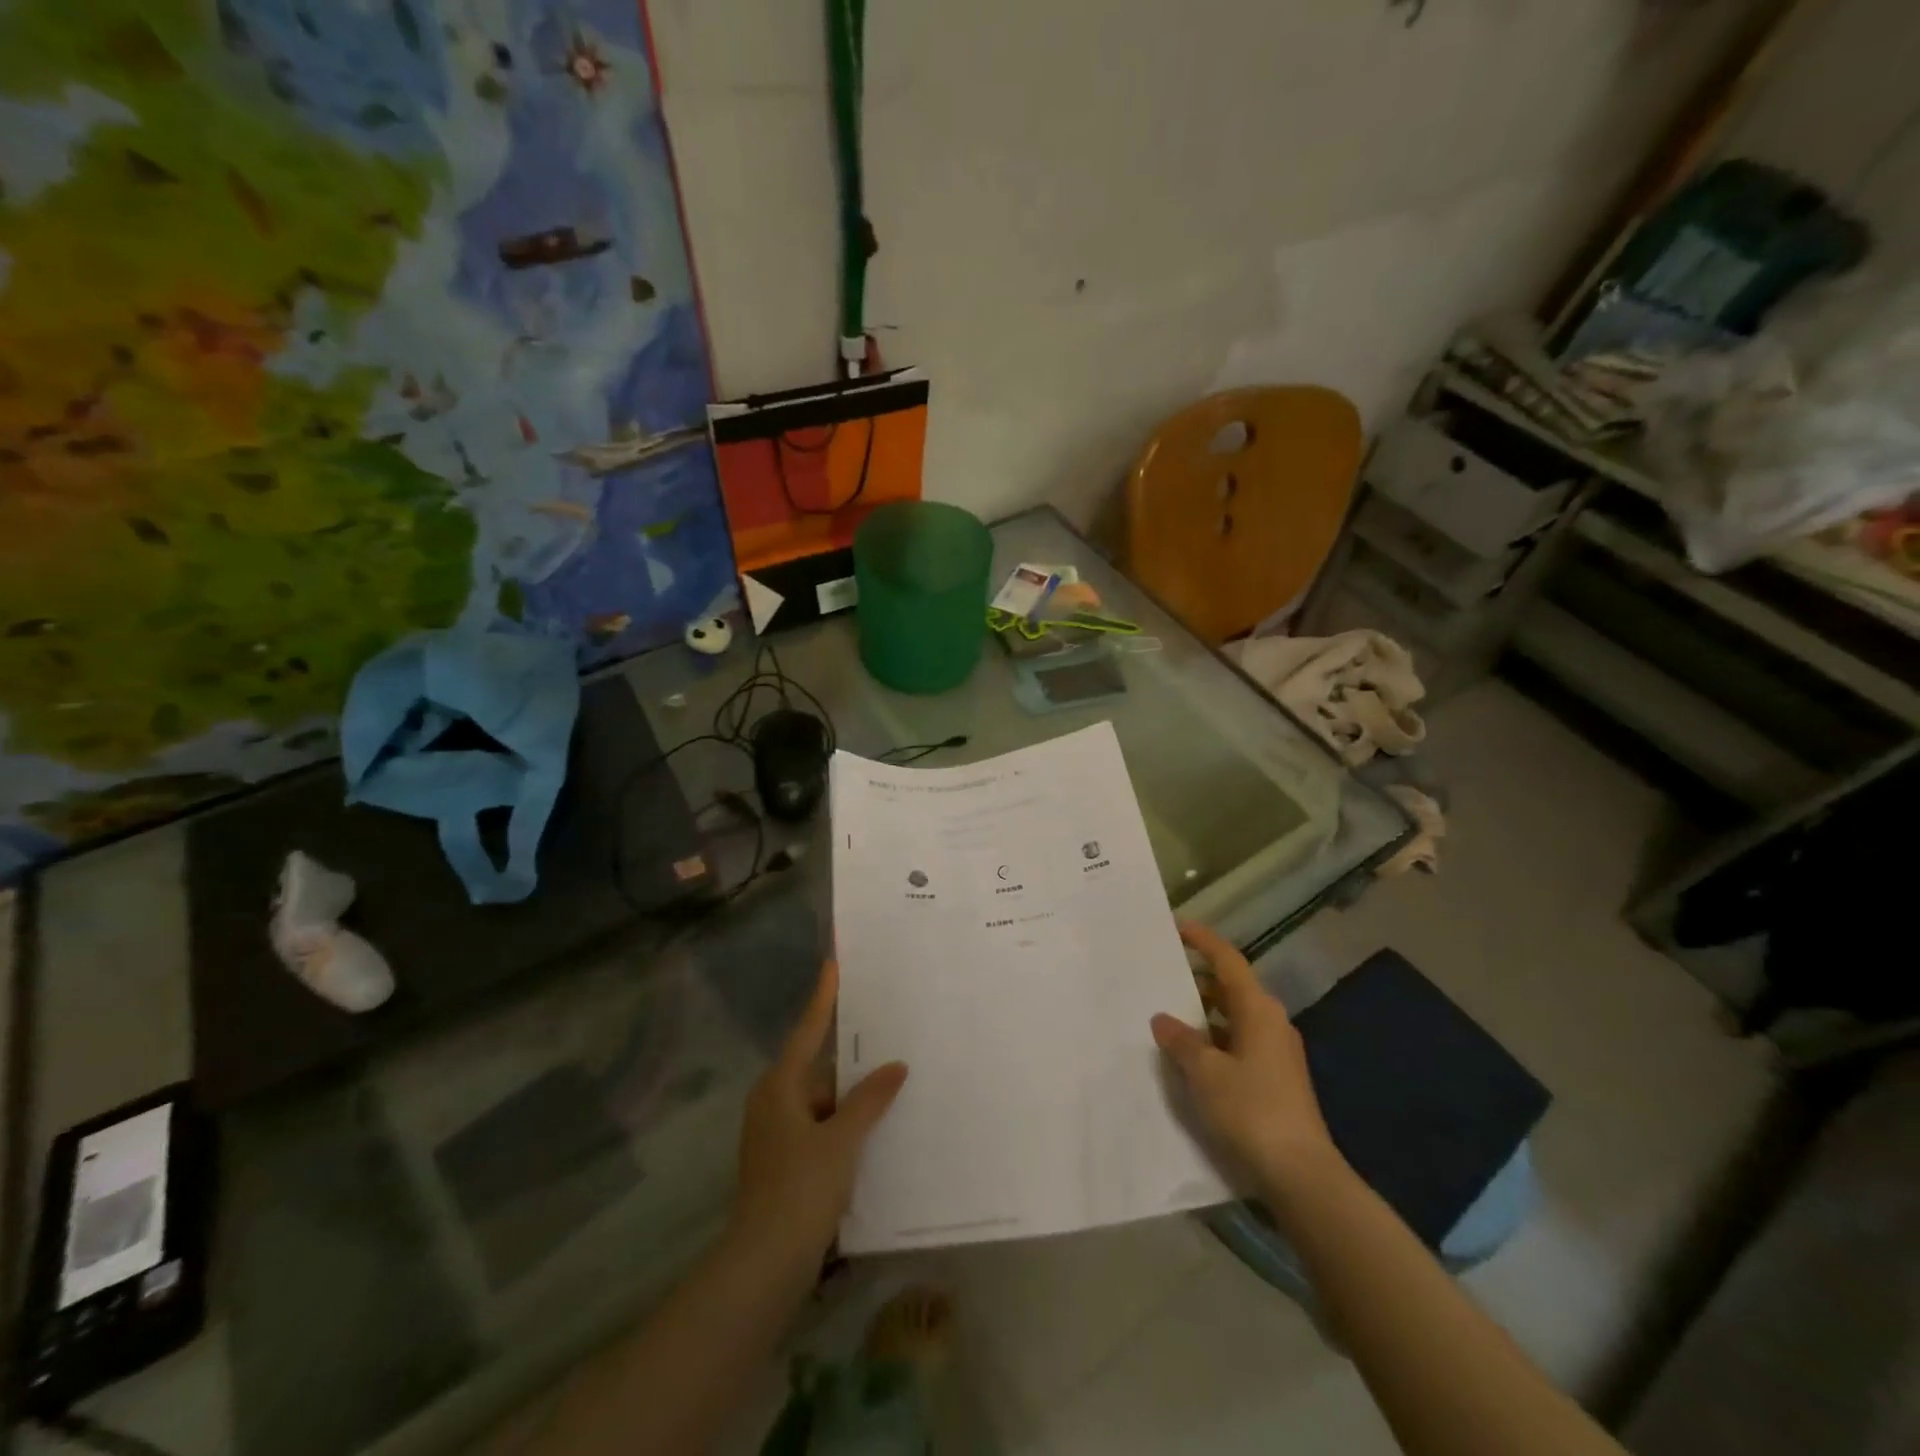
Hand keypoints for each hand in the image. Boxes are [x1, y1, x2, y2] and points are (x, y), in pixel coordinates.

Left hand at [728, 960, 907, 1262]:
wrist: (764, 1264)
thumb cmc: (801, 1189)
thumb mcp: (842, 1140)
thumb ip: (870, 1100)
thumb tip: (896, 1066)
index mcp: (779, 1087)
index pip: (807, 1031)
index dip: (822, 999)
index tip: (832, 966)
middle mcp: (772, 1103)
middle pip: (815, 1067)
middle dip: (848, 1056)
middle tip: (881, 1031)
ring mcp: (774, 1135)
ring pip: (819, 1101)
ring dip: (849, 1096)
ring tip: (888, 1083)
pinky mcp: (782, 1163)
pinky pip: (818, 1127)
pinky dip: (842, 1124)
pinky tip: (872, 1129)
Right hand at [1151, 922, 1338, 1193]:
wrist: (1301, 1174)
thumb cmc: (1251, 1110)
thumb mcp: (1205, 1072)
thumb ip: (1181, 1040)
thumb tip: (1163, 1019)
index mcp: (1258, 1010)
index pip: (1228, 961)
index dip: (1203, 941)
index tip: (1178, 927)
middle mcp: (1271, 1023)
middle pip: (1230, 988)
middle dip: (1197, 980)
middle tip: (1161, 976)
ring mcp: (1276, 1053)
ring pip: (1233, 1017)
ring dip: (1203, 1014)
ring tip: (1166, 1016)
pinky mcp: (1275, 1079)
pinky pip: (1237, 1043)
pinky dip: (1213, 1040)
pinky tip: (1189, 1057)